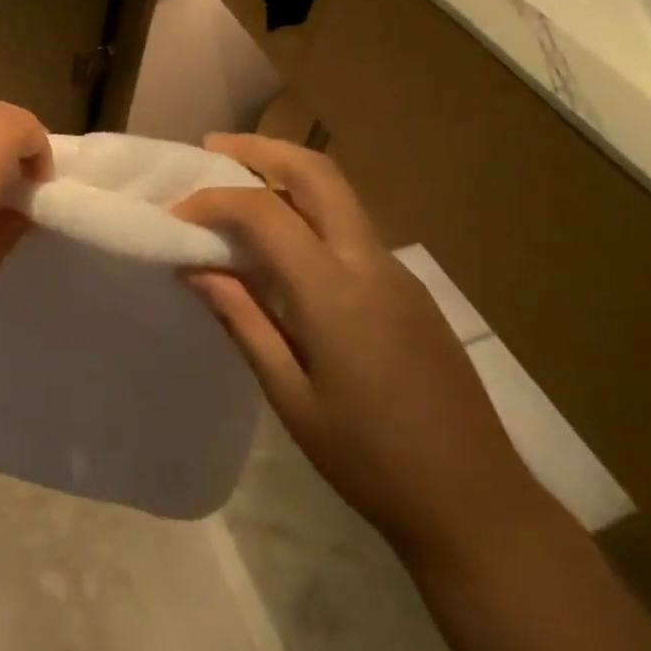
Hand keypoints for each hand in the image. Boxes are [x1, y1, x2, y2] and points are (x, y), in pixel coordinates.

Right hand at [174, 134, 547, 571]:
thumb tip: (197, 268)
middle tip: (213, 147)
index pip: (265, 214)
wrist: (476, 503)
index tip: (175, 214)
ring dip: (287, 177)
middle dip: (262, 150)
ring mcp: (399, 274)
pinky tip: (283, 246)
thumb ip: (243, 321)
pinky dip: (309, 214)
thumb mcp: (290, 396)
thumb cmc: (369, 459)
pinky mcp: (410, 291)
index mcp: (336, 293)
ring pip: (340, 196)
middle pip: (318, 174)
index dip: (213, 201)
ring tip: (238, 187)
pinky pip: (352, 231)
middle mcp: (371, 265)